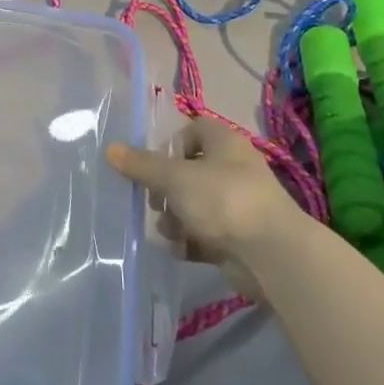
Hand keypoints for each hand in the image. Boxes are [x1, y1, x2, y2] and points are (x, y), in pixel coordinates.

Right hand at [107, 116, 308, 294]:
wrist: (272, 255)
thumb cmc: (223, 200)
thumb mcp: (174, 178)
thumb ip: (142, 165)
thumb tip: (111, 149)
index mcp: (224, 143)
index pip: (193, 130)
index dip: (170, 145)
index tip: (152, 165)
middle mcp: (233, 169)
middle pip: (189, 171)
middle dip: (166, 189)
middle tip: (155, 202)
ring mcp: (237, 204)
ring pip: (194, 204)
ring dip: (176, 219)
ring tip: (170, 231)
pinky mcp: (238, 236)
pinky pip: (205, 234)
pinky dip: (191, 242)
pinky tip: (181, 250)